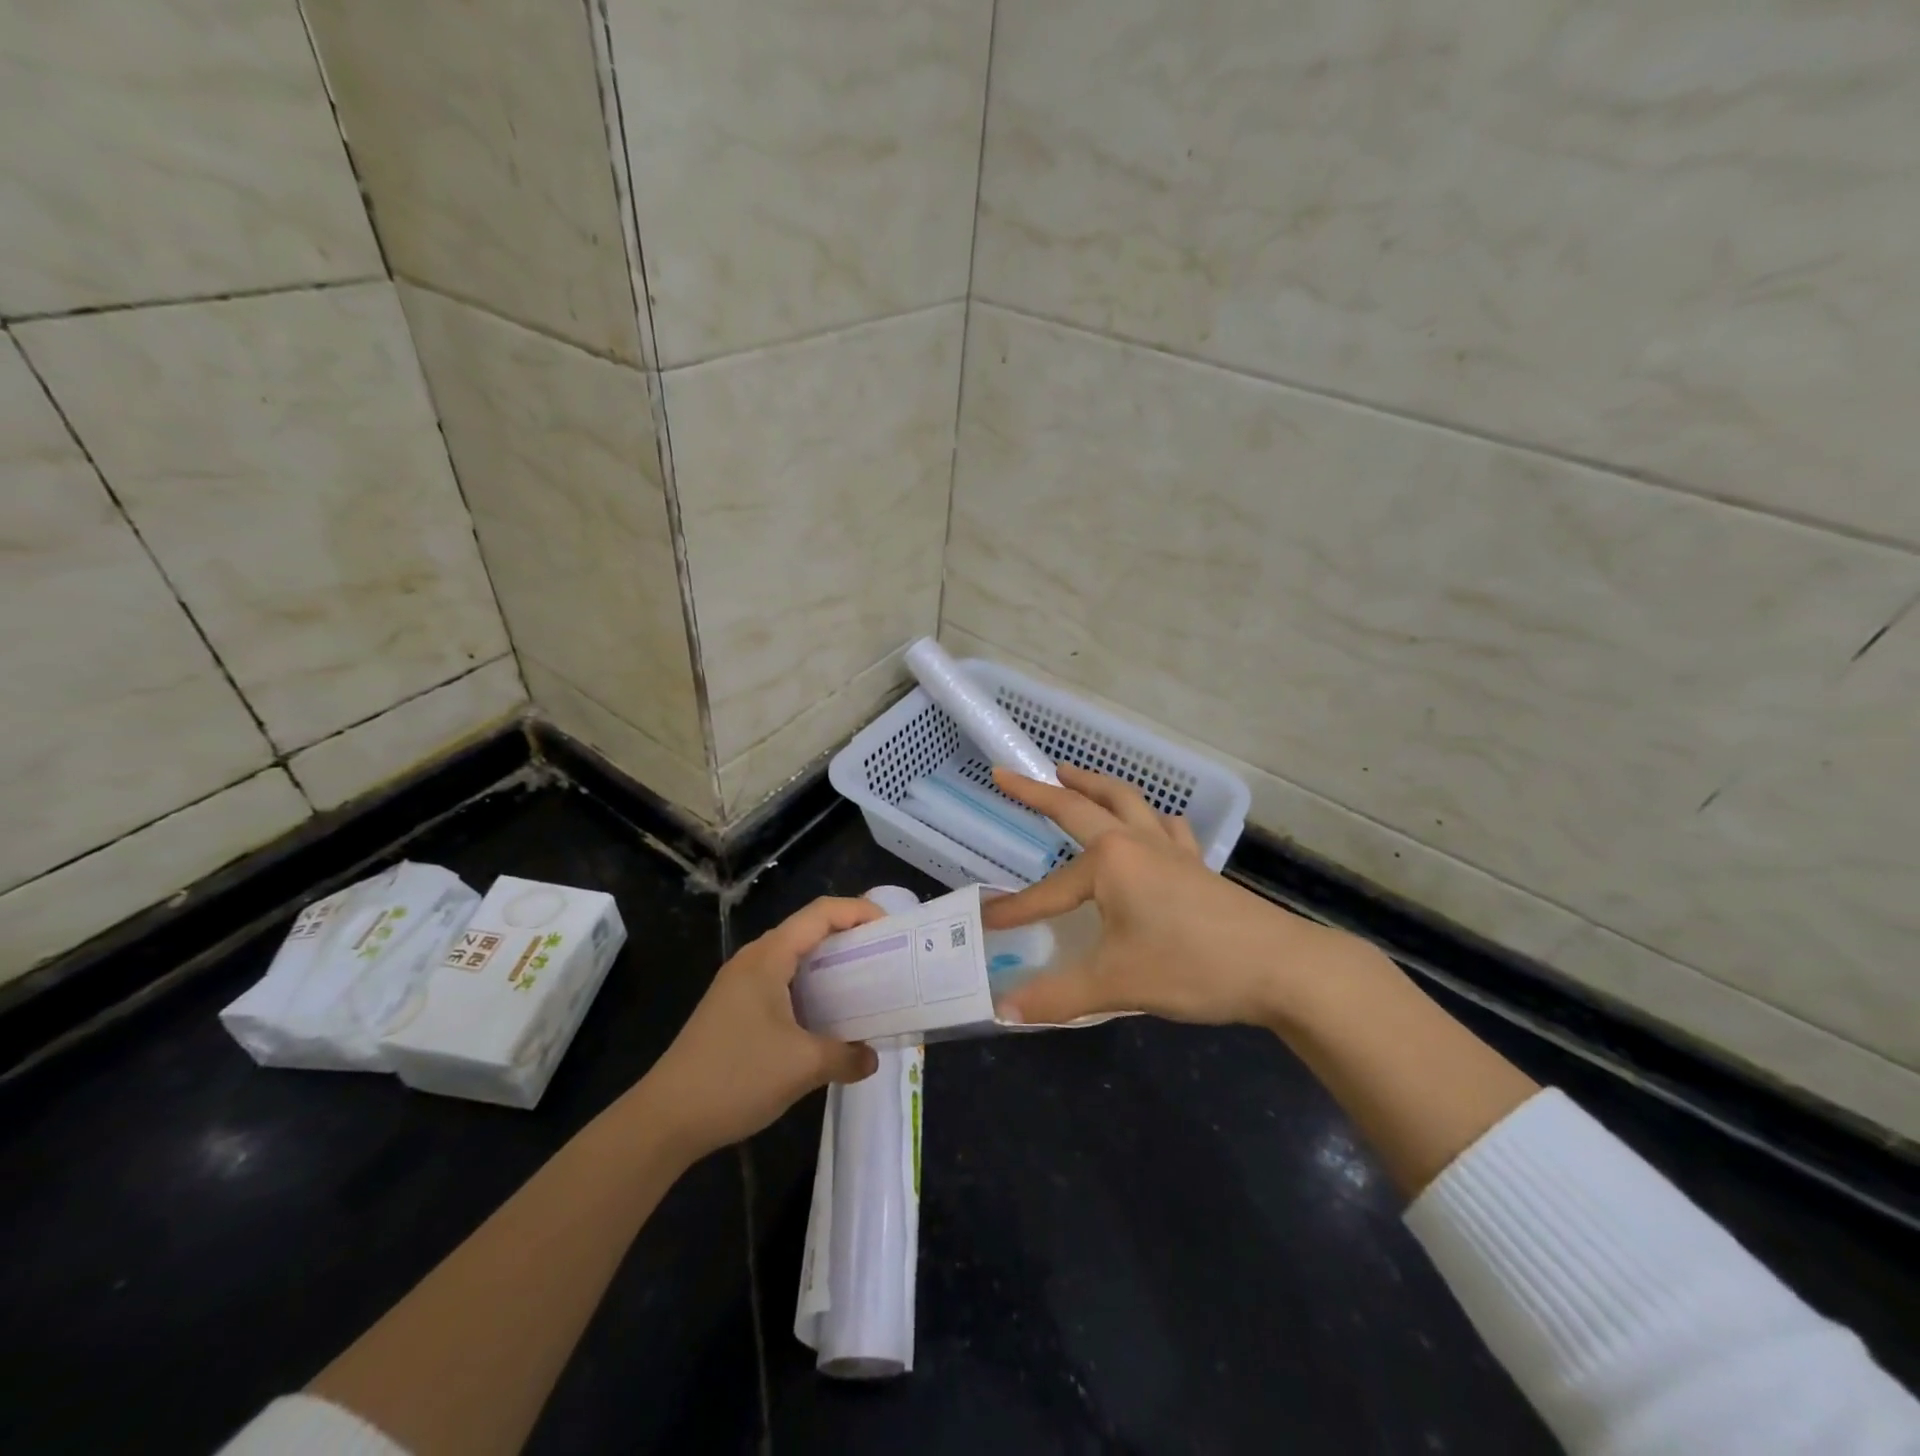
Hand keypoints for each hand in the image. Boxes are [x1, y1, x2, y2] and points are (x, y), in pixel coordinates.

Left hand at [635, 897, 884, 1158]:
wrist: (665, 1119)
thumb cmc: (735, 1077)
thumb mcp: (802, 1067)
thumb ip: (846, 1056)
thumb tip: (871, 1057)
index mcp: (768, 957)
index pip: (821, 913)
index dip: (859, 911)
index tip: (892, 928)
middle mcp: (753, 960)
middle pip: (808, 930)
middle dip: (849, 936)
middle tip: (885, 955)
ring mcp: (739, 984)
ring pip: (794, 958)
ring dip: (829, 964)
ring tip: (864, 982)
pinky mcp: (733, 1008)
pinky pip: (781, 981)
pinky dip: (810, 986)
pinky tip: (826, 1015)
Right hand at [982, 765, 1359, 1028]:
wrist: (1282, 967)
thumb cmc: (1192, 965)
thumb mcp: (1117, 983)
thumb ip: (1056, 996)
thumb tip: (1002, 1011)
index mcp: (1111, 862)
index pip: (1050, 889)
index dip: (1017, 909)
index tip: (987, 921)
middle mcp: (1138, 843)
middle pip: (1083, 806)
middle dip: (1042, 791)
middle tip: (1010, 775)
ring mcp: (1172, 850)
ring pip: (1129, 802)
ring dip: (1096, 786)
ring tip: (1073, 776)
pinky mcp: (1198, 866)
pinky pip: (1169, 828)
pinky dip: (1151, 818)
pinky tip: (1152, 826)